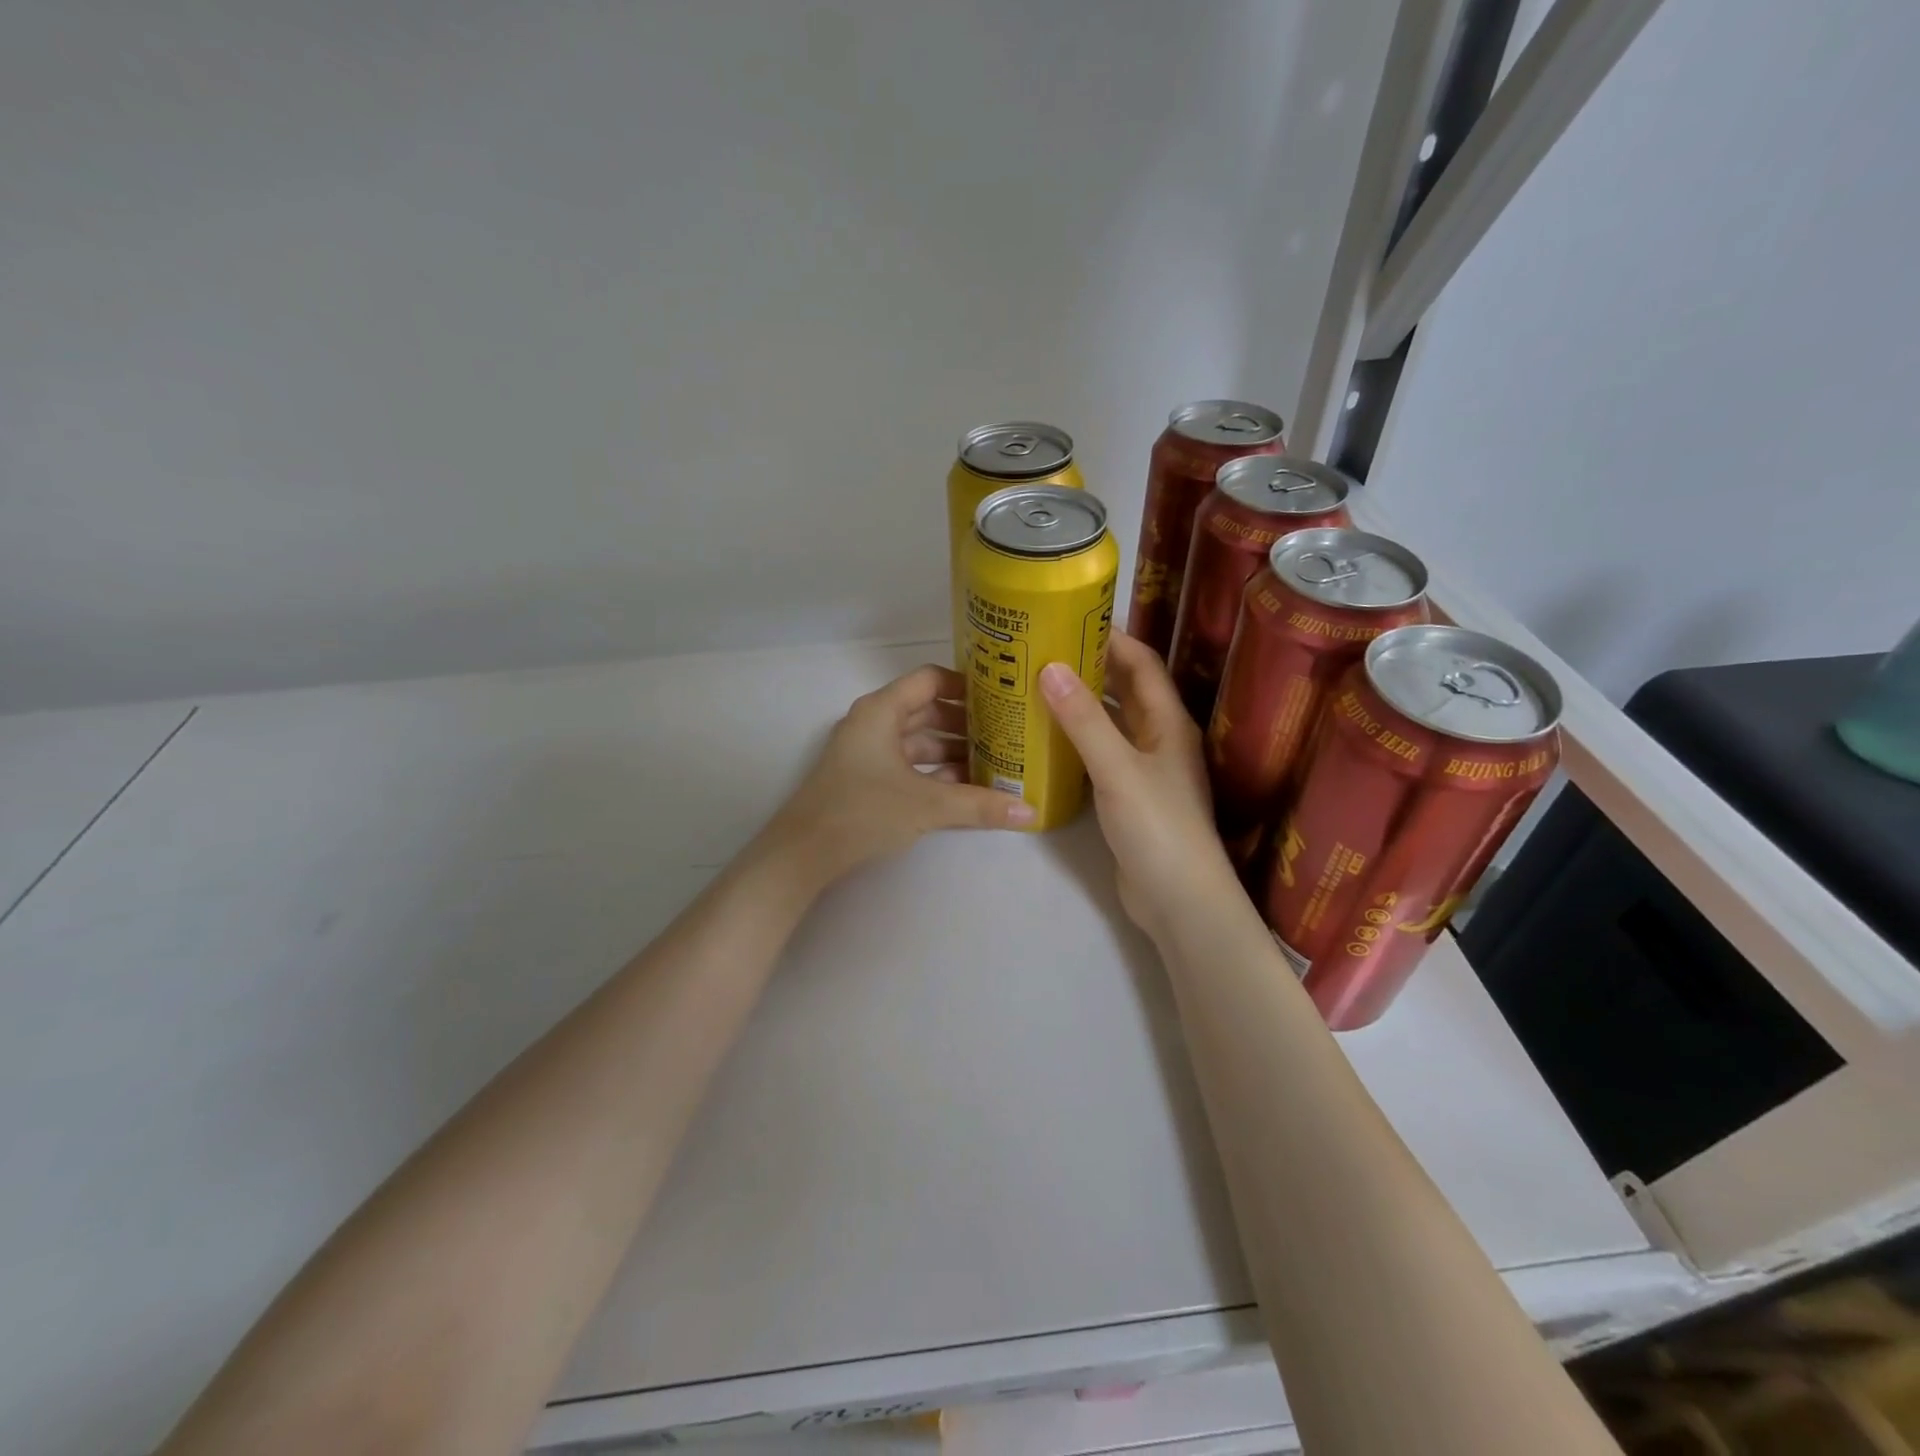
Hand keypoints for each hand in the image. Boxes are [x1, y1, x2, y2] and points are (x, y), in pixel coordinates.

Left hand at [762, 663, 1034, 889]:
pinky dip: (934, 772)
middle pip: (927, 710)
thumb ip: (980, 805)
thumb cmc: (864, 810)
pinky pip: (908, 764)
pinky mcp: (865, 778)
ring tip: (994, 762)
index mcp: (882, 711)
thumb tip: (1030, 812)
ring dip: (952, 750)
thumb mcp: (928, 805)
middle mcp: (873, 723)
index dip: (966, 685)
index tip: (1000, 697)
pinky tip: (965, 788)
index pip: (930, 680)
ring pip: (918, 741)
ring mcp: (867, 752)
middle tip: (1006, 733)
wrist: (804, 852)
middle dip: (966, 723)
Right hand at [1040, 633, 1240, 942]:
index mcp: (1167, 722)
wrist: (1177, 899)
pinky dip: (1076, 739)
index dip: (1111, 637)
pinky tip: (1045, 739)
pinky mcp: (1127, 795)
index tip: (1068, 618)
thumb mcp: (1118, 768)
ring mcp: (1143, 768)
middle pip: (1124, 689)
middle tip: (1042, 650)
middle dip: (1089, 666)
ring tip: (1035, 686)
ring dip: (1080, 703)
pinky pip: (1100, 753)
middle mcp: (1158, 738)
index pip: (1141, 663)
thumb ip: (1084, 720)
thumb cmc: (1157, 827)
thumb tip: (1049, 668)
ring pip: (1110, 722)